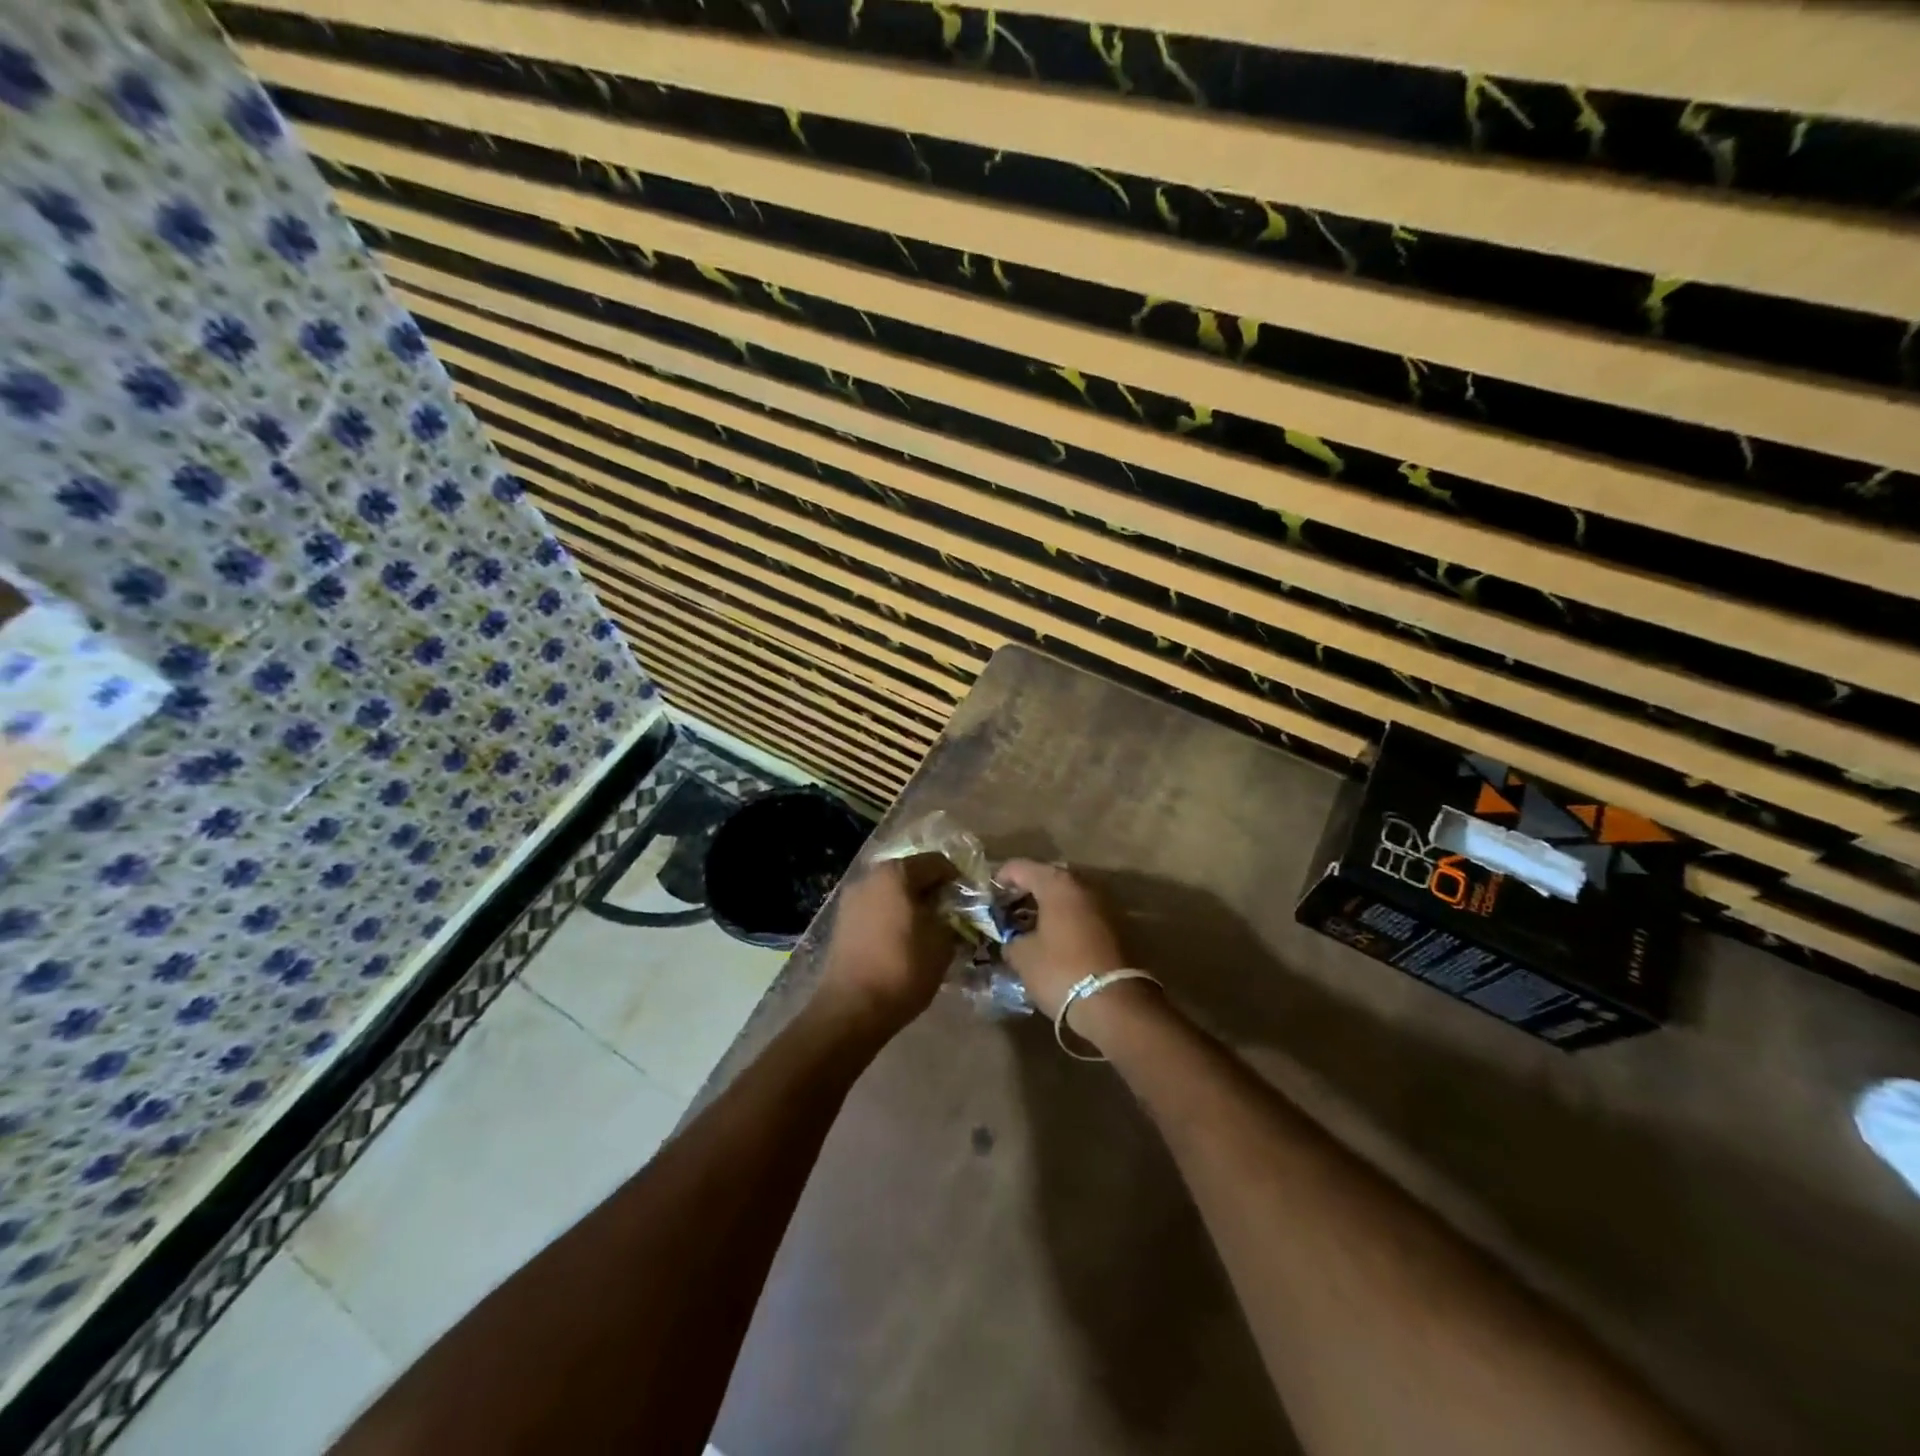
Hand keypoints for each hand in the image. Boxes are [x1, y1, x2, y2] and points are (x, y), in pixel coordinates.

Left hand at [815, 855, 956, 1037]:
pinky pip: (876, 909)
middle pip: (910, 873)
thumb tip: (951, 912)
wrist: (852, 1008)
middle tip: (952, 913)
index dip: (957, 877)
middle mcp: (870, 877)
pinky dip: (893, 916)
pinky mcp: (842, 921)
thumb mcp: (942, 943)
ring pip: (891, 892)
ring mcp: (852, 899)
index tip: (970, 899)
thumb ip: (951, 918)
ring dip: (911, 903)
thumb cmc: (903, 968)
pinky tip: (905, 939)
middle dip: (932, 890)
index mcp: (896, 874)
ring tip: (929, 928)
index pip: (936, 862)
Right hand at [996, 860, 1128, 1019]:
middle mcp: (1082, 886)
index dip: (1000, 878)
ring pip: (1066, 896)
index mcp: (1057, 885)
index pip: (1021, 867)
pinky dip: (1063, 919)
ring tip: (1026, 926)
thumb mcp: (1023, 957)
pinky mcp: (1113, 926)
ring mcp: (1102, 904)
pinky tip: (1050, 939)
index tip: (988, 896)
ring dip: (1046, 906)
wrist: (1114, 1003)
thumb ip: (1011, 940)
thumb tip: (1012, 941)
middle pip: (1047, 878)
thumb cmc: (1061, 971)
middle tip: (1006, 910)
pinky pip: (1079, 913)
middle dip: (1025, 891)